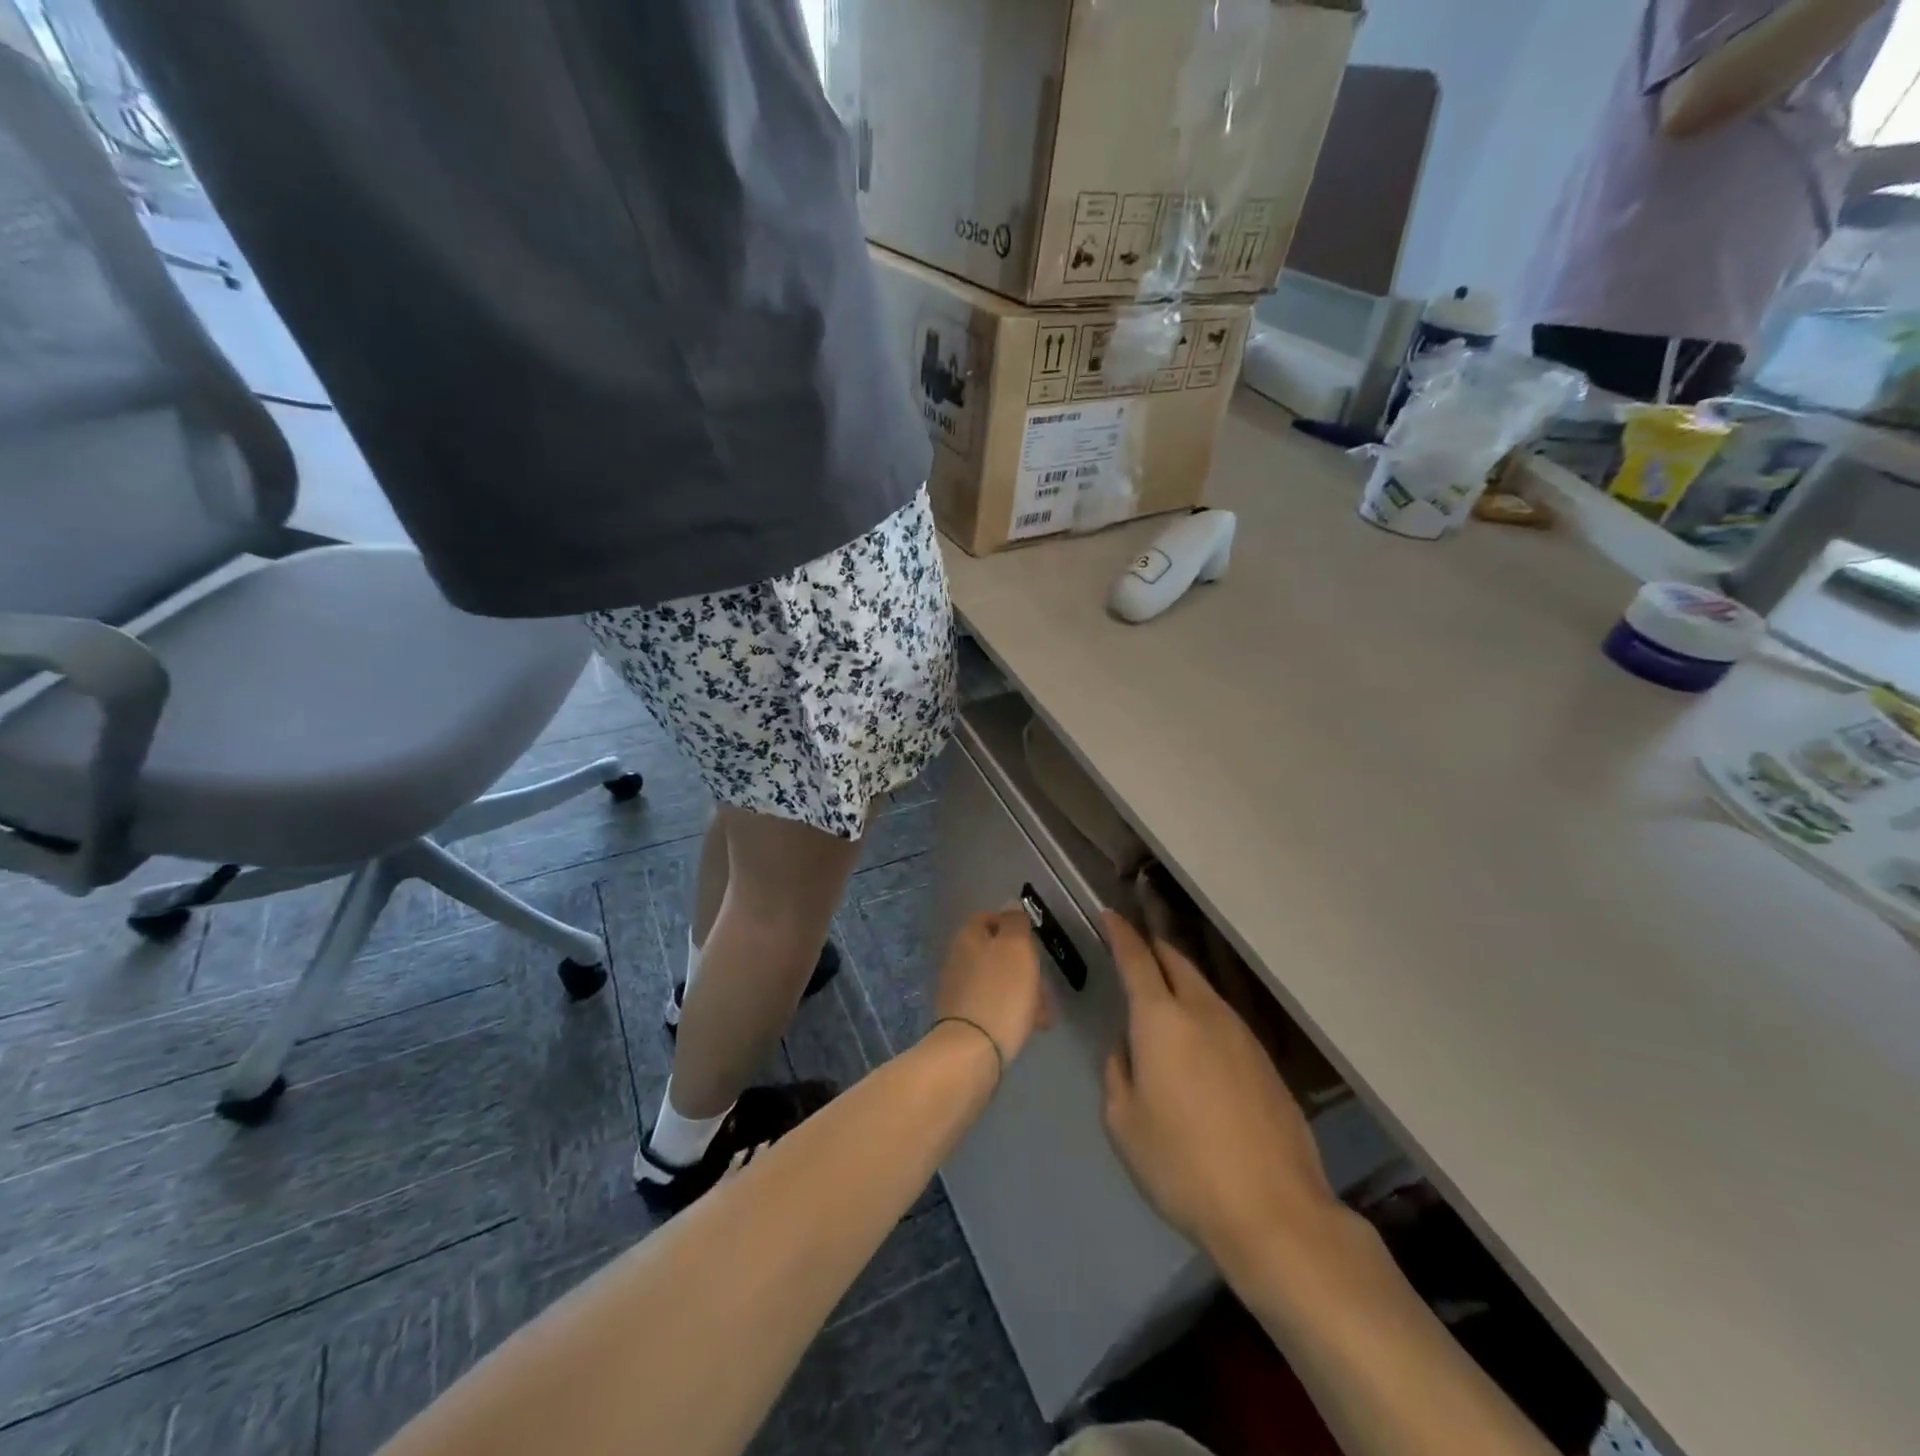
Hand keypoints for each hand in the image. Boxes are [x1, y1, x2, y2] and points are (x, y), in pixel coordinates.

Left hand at [931, 908, 1050, 1065]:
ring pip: (998, 980)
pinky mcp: (964, 1018)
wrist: (972, 1050)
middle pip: (995, 951)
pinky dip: (1013, 1010)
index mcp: (968, 936)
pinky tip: (1031, 1025)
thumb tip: (1010, 906)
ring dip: (1023, 990)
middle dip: (1024, 965)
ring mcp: (959, 989)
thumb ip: (1015, 923)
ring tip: (1045, 1012)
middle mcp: (958, 958)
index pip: (988, 917)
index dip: (1012, 924)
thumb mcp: (1016, 948)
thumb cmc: (1001, 992)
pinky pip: (994, 1005)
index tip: (1035, 939)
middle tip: (1045, 982)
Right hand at [1100, 911, 1337, 1266]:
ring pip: (1203, 988)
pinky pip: (1223, 1018)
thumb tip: (1127, 1048)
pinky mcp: (1265, 1060)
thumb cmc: (1183, 1166)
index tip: (1108, 915)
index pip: (1136, 958)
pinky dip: (1201, 1011)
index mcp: (1161, 1019)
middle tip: (1133, 946)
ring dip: (1178, 979)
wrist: (1274, 1211)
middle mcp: (1203, 1012)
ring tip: (1161, 992)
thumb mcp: (1124, 1123)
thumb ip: (1118, 1073)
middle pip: (1176, 961)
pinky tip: (1197, 1041)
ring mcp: (1240, 1033)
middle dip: (1152, 947)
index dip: (1120, 933)